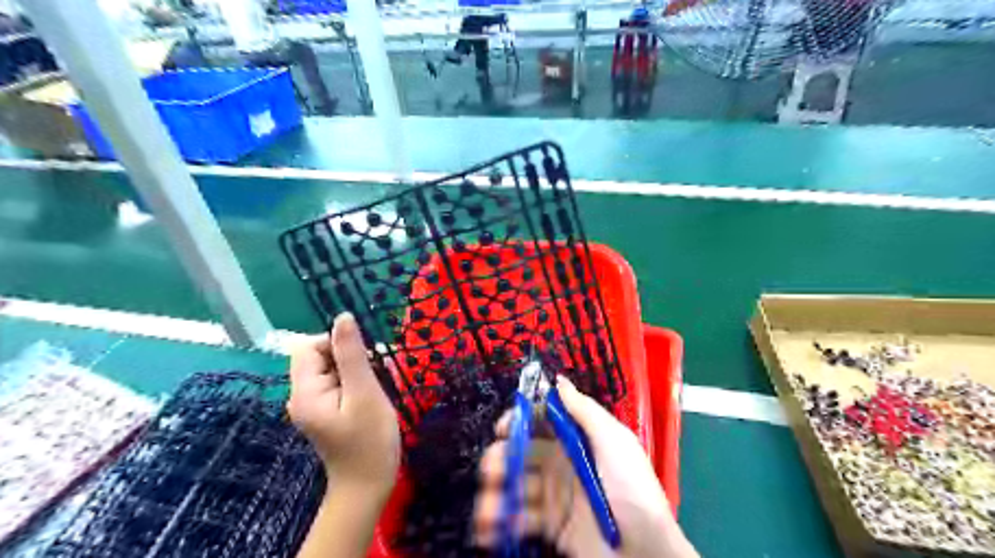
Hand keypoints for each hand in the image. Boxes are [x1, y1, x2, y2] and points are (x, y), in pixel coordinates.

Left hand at [287, 313, 399, 499]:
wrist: (368, 485)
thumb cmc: (370, 440)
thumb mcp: (364, 392)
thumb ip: (352, 354)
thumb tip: (343, 317)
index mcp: (305, 391)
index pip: (309, 346)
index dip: (337, 343)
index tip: (365, 358)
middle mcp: (302, 395)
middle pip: (320, 355)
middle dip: (350, 356)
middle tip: (376, 373)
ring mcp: (314, 404)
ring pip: (332, 367)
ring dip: (357, 368)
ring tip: (377, 385)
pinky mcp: (326, 410)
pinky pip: (338, 382)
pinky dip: (356, 381)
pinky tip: (372, 393)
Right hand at [474, 374, 697, 557]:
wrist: (645, 552)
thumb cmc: (631, 488)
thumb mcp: (615, 441)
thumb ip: (584, 411)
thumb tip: (559, 380)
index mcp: (577, 440)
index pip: (541, 421)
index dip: (520, 421)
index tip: (502, 429)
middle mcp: (562, 463)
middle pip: (522, 453)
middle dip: (501, 458)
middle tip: (491, 471)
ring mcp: (555, 495)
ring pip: (516, 486)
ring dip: (495, 494)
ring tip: (486, 511)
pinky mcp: (552, 526)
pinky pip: (520, 519)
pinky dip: (501, 523)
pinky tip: (491, 529)